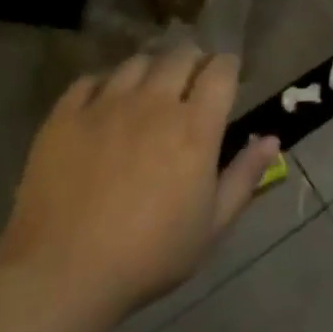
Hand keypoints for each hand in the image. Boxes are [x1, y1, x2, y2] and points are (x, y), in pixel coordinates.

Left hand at [0, 45, 280, 325]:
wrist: (61, 276)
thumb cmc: (149, 255)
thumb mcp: (211, 226)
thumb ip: (244, 176)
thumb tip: (271, 139)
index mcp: (195, 127)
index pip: (221, 71)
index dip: (228, 67)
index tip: (228, 77)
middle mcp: (154, 103)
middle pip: (180, 55)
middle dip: (194, 60)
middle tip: (192, 80)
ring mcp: (105, 106)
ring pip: (137, 62)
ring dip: (152, 69)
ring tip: (150, 88)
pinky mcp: (64, 117)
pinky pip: (90, 80)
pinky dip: (105, 83)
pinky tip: (106, 102)